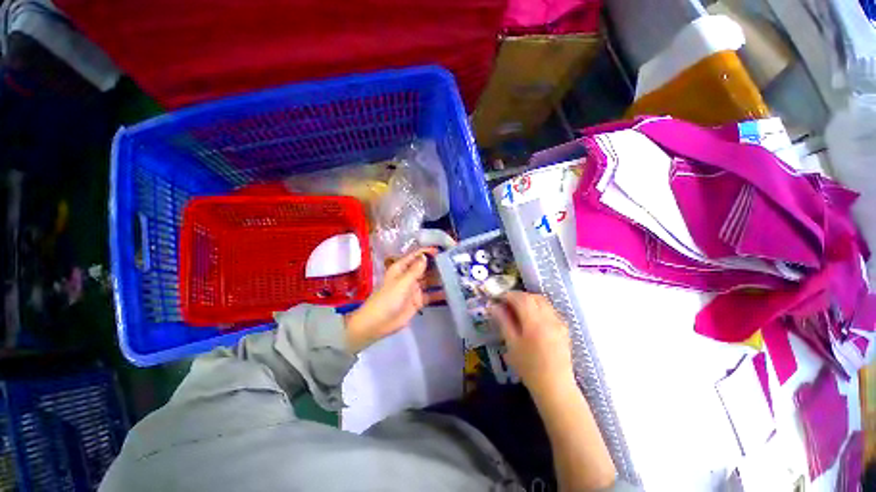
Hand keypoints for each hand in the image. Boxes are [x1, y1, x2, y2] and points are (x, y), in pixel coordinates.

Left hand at [345, 248, 443, 352]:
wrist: (379, 323)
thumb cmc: (388, 299)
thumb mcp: (402, 282)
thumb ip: (415, 270)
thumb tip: (425, 256)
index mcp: (401, 268)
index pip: (416, 256)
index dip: (427, 252)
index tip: (442, 250)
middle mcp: (409, 276)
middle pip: (424, 268)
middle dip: (436, 265)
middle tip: (453, 262)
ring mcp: (414, 289)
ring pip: (429, 280)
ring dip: (439, 278)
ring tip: (456, 275)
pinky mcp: (418, 301)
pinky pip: (431, 295)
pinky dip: (439, 293)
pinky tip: (451, 292)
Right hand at [489, 291, 574, 397]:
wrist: (555, 386)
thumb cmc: (529, 367)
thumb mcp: (512, 344)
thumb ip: (504, 322)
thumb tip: (494, 307)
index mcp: (534, 321)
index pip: (521, 298)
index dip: (509, 295)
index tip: (499, 299)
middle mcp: (549, 317)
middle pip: (533, 297)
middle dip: (519, 296)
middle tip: (508, 304)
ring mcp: (559, 322)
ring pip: (543, 302)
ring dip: (530, 301)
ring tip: (519, 310)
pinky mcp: (564, 328)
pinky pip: (550, 310)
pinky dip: (540, 308)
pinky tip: (533, 319)